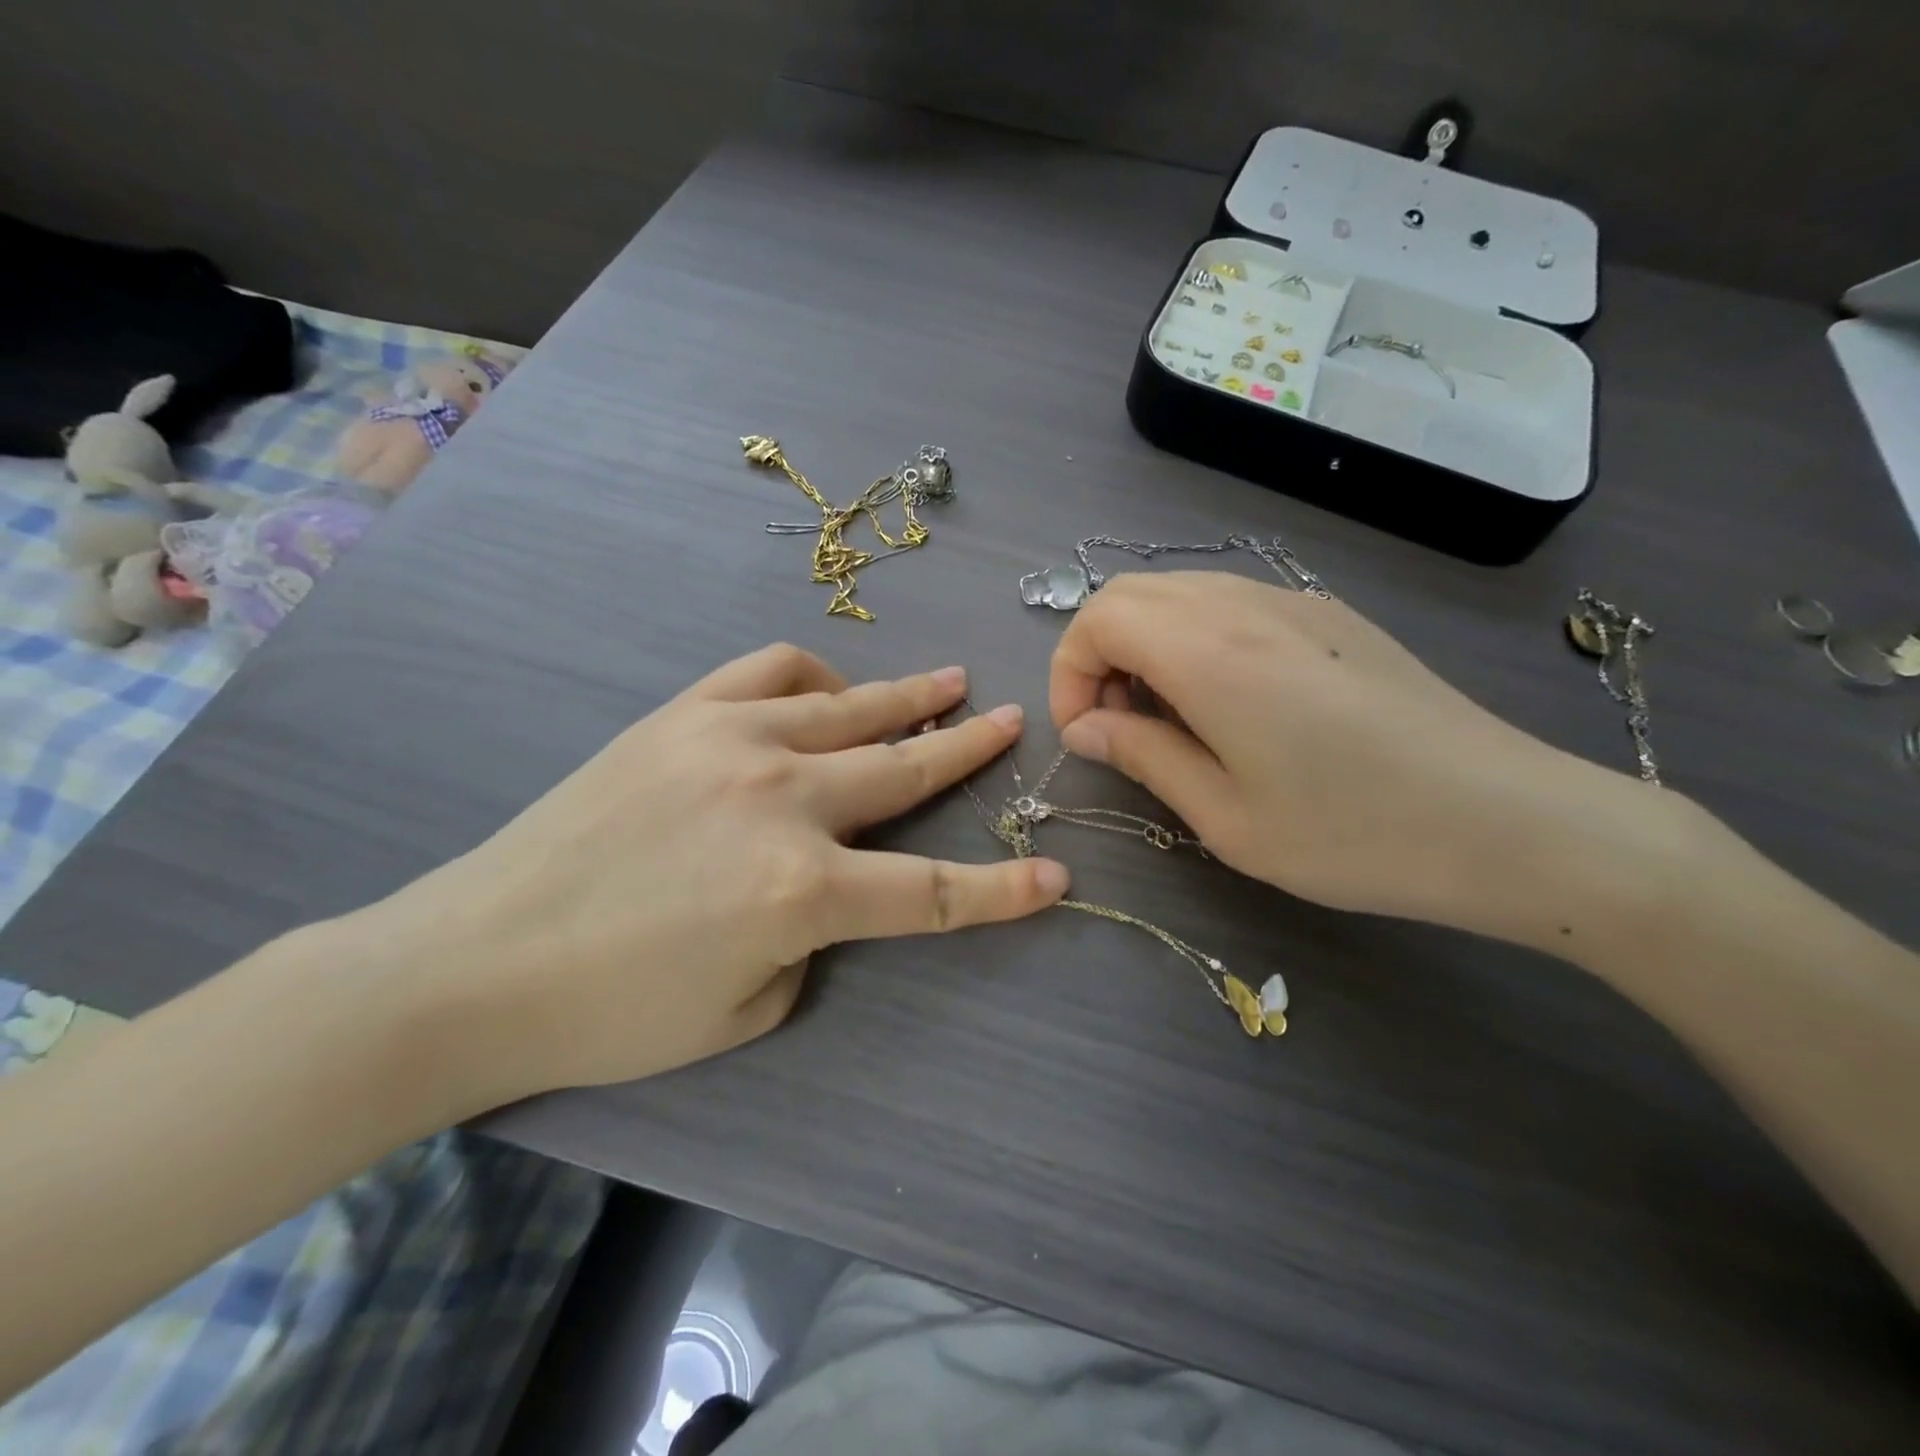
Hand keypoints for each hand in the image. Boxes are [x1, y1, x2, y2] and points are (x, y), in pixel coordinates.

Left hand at [356, 645, 1067, 1103]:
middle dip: (968, 747)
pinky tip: (831, 689)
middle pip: (904, 768)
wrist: (475, 961)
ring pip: (850, 706)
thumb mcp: (749, 1008)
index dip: (1003, 892)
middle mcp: (781, 800)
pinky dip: (816, 677)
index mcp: (801, 891)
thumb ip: (812, 938)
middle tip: (1009, 721)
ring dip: (908, 696)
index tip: (1056, 878)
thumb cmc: (615, 1013)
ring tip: (947, 683)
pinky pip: (772, 672)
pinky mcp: (683, 716)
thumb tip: (828, 881)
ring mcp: (730, 742)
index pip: (933, 893)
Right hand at [1049, 573, 1668, 943]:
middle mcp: (1247, 605)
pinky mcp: (1329, 616)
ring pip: (1180, 593)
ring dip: (1146, 645)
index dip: (1070, 673)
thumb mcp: (1226, 818)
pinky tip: (1228, 704)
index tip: (1086, 736)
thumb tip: (1087, 727)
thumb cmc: (1354, 835)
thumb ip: (1143, 756)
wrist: (1510, 822)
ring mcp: (1295, 602)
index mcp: (1212, 653)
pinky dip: (1194, 639)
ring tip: (1169, 720)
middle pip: (1132, 594)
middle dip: (1098, 655)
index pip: (1098, 618)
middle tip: (1118, 727)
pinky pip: (1229, 603)